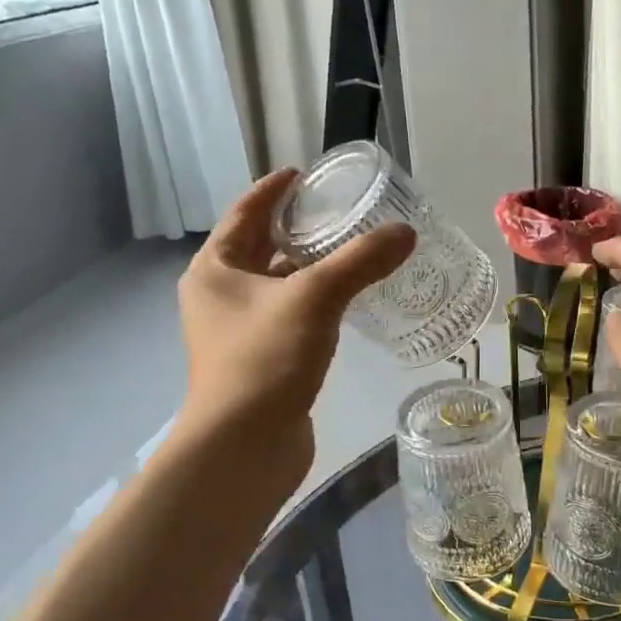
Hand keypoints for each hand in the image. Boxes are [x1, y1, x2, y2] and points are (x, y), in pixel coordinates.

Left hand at [177, 169, 413, 496]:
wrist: (244, 447)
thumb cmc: (265, 360)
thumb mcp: (315, 298)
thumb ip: (361, 261)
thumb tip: (405, 232)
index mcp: (214, 270)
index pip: (244, 213)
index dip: (272, 191)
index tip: (303, 173)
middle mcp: (219, 297)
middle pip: (259, 249)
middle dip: (296, 229)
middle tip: (340, 212)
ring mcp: (237, 333)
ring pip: (277, 286)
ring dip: (309, 268)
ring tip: (352, 251)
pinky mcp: (261, 361)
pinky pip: (290, 316)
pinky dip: (316, 303)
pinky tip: (348, 302)